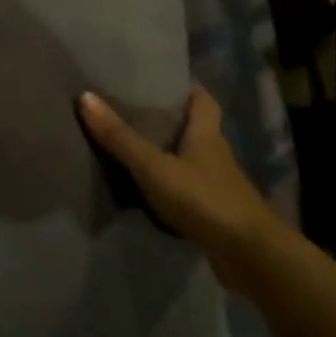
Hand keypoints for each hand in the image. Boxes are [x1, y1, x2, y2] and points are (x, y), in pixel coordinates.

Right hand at [77, 84, 282, 287]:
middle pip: (195, 128)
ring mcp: (217, 186)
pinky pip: (187, 191)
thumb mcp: (154, 167)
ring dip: (168, 155)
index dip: (186, 88)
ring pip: (190, 161)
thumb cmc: (204, 200)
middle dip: (169, 120)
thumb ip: (120, 137)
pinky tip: (147, 191)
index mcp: (207, 135)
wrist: (251, 256)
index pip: (203, 100)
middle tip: (132, 111)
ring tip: (132, 147)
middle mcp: (216, 155)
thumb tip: (85, 96)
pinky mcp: (214, 214)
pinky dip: (169, 187)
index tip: (160, 80)